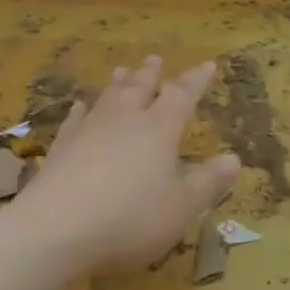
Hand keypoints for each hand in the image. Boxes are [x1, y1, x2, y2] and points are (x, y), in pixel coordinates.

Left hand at [12, 56, 240, 275]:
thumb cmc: (131, 218)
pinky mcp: (61, 149)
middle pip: (140, 88)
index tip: (207, 65)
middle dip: (150, 74)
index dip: (196, 80)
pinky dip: (81, 111)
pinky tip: (79, 107)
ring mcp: (88, 131)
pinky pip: (75, 121)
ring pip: (107, 98)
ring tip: (122, 70)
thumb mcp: (182, 206)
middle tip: (155, 59)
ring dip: (118, 83)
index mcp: (159, 129)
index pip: (182, 95)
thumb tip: (233, 158)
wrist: (56, 229)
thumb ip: (207, 181)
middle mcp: (124, 120)